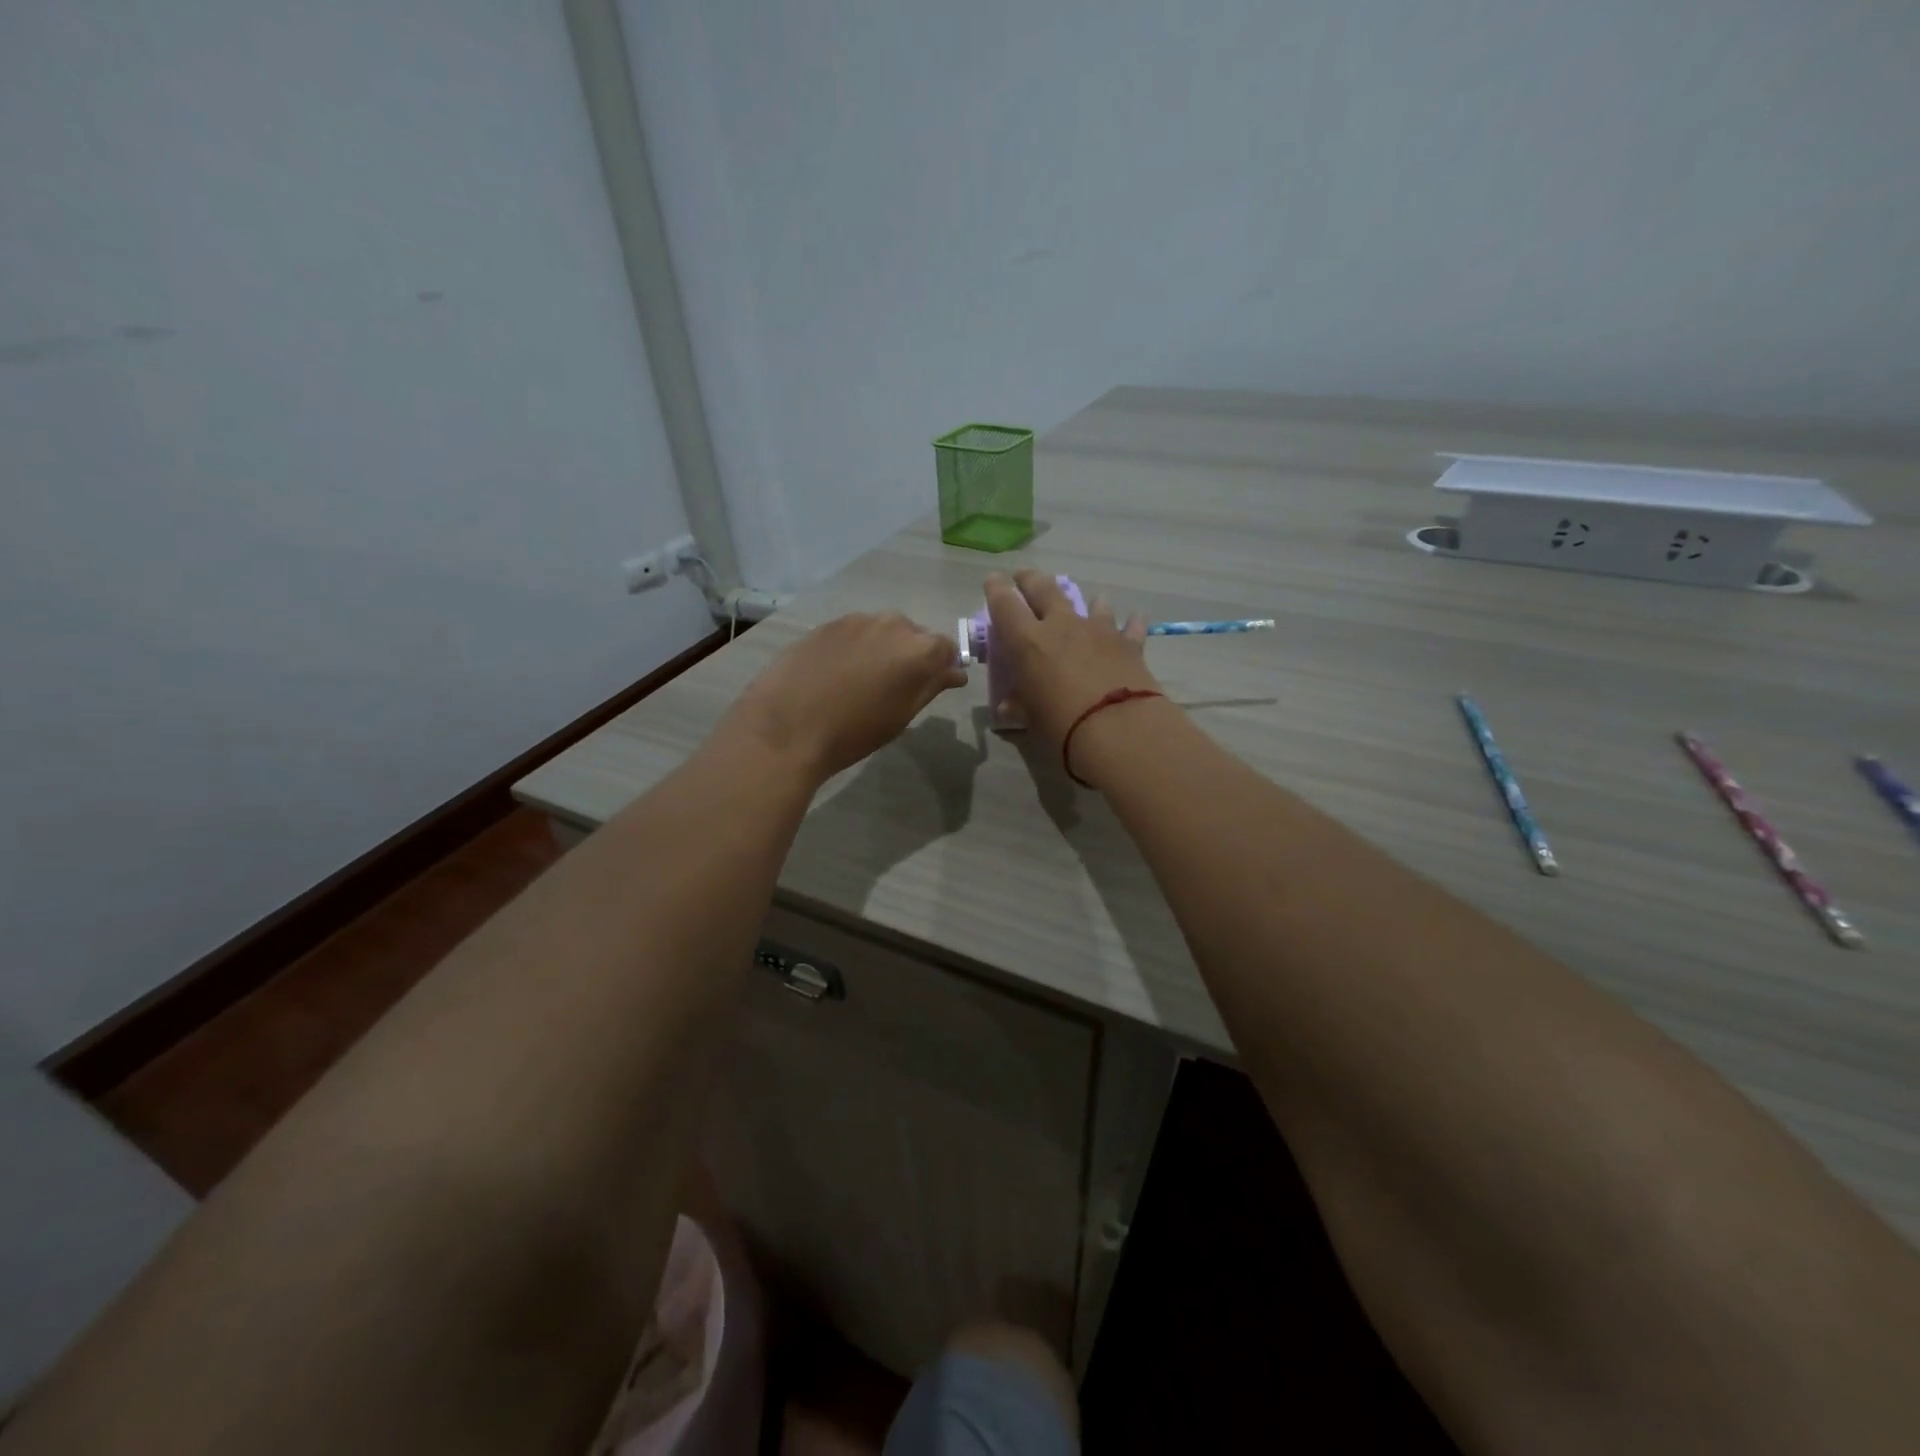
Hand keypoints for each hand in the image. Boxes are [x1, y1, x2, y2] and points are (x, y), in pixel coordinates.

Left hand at [720, 613, 966, 783]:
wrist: (787, 727)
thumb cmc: (854, 731)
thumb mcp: (901, 715)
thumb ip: (931, 686)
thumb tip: (955, 673)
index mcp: (919, 650)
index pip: (946, 648)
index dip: (941, 667)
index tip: (931, 685)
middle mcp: (893, 624)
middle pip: (914, 635)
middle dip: (911, 655)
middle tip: (894, 686)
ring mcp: (857, 620)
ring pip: (882, 631)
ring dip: (881, 649)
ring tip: (863, 679)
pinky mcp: (827, 624)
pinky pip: (854, 632)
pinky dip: (855, 647)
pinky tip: (838, 673)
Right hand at [983, 570, 1159, 748]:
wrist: (1119, 729)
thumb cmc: (1062, 726)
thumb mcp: (1031, 719)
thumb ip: (1020, 706)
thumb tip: (1008, 707)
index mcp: (1028, 642)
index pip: (1005, 604)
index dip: (996, 589)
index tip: (993, 580)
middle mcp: (1062, 626)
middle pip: (1043, 589)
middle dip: (1031, 579)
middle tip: (1024, 576)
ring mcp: (1098, 630)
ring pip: (1091, 603)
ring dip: (1088, 601)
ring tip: (1091, 600)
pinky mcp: (1129, 644)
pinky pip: (1130, 626)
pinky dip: (1131, 622)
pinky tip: (1136, 618)